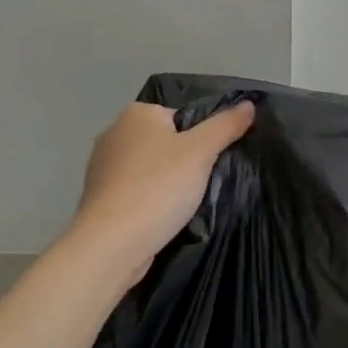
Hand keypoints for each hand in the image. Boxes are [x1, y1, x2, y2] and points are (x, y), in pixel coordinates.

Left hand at [70, 100, 255, 284]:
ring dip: (167, 183)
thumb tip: (249, 104)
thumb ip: (226, 125)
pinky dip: (150, 200)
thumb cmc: (158, 188)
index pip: (182, 116)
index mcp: (137, 113)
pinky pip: (136, 190)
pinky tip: (161, 217)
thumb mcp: (201, 152)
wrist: (112, 242)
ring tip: (184, 205)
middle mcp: (114, 132)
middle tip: (203, 185)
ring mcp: (102, 165)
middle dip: (185, 161)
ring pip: (150, 168)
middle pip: (166, 141)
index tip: (211, 163)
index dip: (202, 139)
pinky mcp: (99, 196)